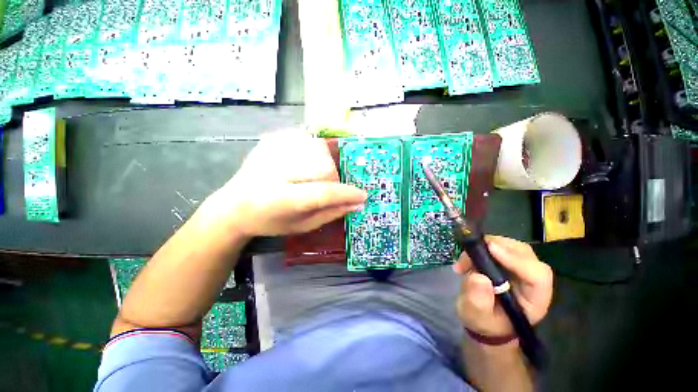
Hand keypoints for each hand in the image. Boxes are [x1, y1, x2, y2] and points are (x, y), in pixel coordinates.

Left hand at [210, 131, 366, 236]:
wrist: (232, 206)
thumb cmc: (269, 221)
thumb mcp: (301, 226)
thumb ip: (330, 213)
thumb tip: (357, 203)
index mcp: (282, 199)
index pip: (323, 192)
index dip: (347, 193)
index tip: (363, 195)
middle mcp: (275, 171)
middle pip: (323, 166)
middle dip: (333, 178)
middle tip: (329, 188)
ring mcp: (272, 151)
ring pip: (317, 149)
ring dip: (324, 164)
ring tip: (314, 176)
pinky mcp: (271, 140)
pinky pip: (306, 138)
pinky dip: (314, 150)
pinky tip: (304, 163)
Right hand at [453, 236, 552, 337]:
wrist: (482, 319)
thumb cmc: (483, 322)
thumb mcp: (476, 316)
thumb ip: (478, 301)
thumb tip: (479, 277)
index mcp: (533, 300)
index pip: (537, 275)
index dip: (516, 259)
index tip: (490, 249)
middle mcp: (532, 281)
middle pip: (525, 254)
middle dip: (497, 248)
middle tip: (470, 253)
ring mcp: (521, 269)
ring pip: (512, 247)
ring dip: (486, 246)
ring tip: (465, 259)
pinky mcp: (508, 262)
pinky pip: (499, 246)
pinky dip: (482, 247)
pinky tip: (467, 258)